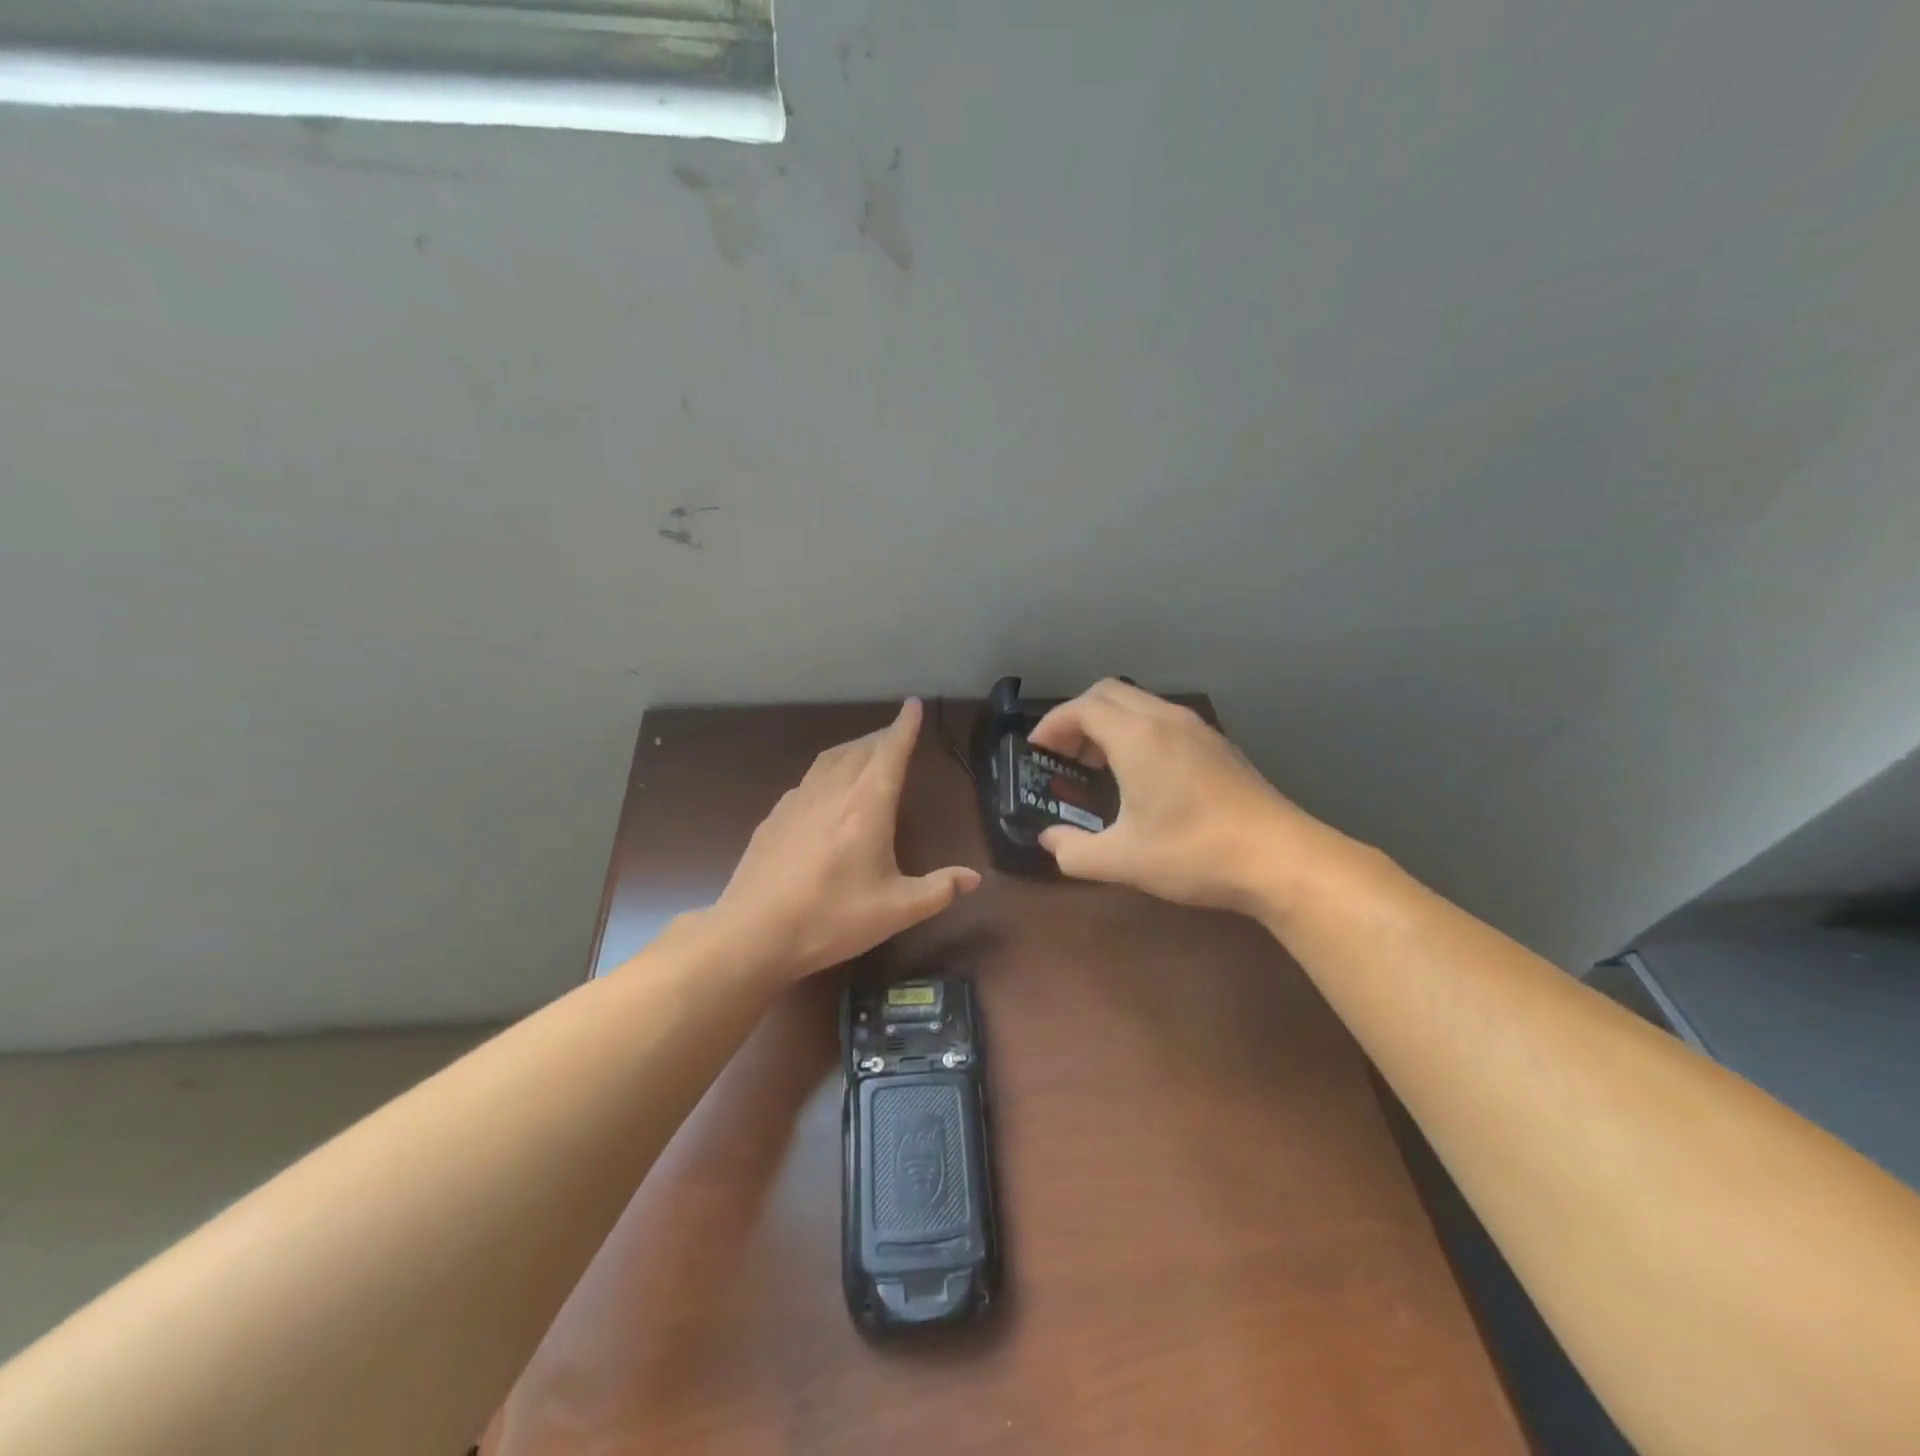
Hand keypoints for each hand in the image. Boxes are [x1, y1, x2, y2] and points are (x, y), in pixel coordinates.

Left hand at [708, 699, 981, 979]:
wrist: (753, 932)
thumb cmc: (831, 919)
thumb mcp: (896, 911)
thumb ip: (938, 890)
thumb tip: (973, 878)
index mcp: (867, 806)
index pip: (891, 752)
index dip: (905, 726)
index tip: (913, 704)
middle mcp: (833, 792)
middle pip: (861, 749)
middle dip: (883, 736)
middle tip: (898, 733)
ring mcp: (798, 801)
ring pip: (831, 758)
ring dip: (854, 748)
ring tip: (867, 751)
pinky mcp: (775, 816)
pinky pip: (809, 778)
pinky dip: (828, 769)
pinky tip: (826, 789)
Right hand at [1027, 679, 1332, 915]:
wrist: (1281, 859)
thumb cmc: (1194, 854)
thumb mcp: (1122, 861)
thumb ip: (1073, 850)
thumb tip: (1049, 839)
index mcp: (1136, 737)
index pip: (1081, 707)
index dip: (1052, 724)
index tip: (1037, 751)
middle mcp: (1165, 719)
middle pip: (1108, 692)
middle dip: (1077, 717)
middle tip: (1065, 756)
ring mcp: (1197, 728)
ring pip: (1138, 702)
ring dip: (1108, 722)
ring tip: (1098, 765)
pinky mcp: (1218, 744)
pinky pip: (1162, 718)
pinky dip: (1137, 731)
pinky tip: (1142, 774)